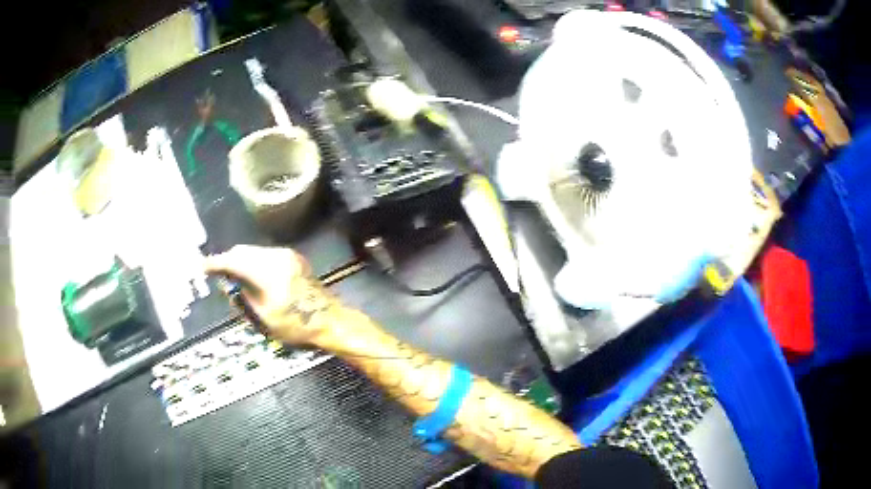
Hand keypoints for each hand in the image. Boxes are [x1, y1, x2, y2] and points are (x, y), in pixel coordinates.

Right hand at [204, 245, 341, 345]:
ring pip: (254, 251)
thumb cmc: (295, 325)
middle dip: (228, 259)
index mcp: (267, 271)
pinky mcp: (294, 258)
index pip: (234, 261)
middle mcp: (276, 256)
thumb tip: (227, 283)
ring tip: (232, 274)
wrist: (329, 321)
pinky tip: (251, 273)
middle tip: (216, 271)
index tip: (202, 266)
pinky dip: (254, 261)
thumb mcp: (262, 317)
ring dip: (241, 259)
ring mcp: (287, 255)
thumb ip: (241, 296)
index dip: (216, 263)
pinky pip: (266, 254)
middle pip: (243, 251)